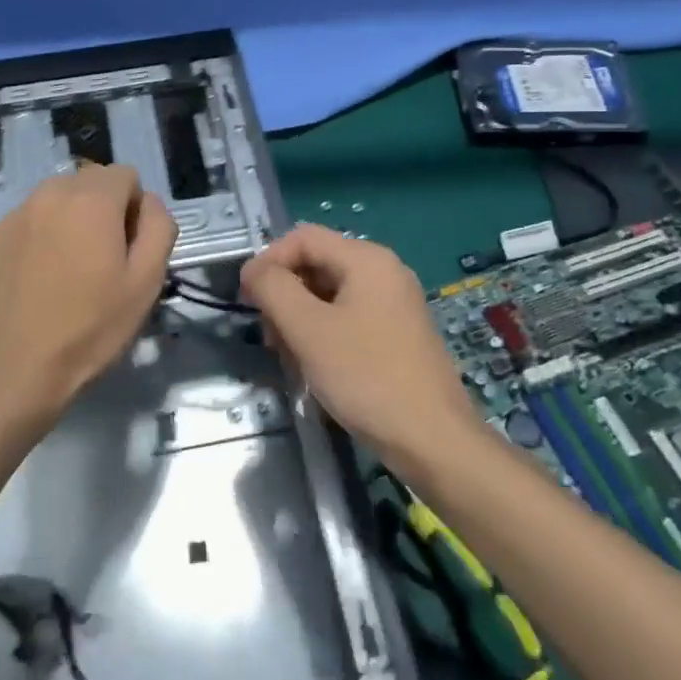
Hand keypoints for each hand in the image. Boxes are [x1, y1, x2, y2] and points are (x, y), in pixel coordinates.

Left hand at [0, 163, 177, 418]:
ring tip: (70, 267)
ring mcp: (16, 212)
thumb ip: (158, 226)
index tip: (129, 248)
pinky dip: (41, 234)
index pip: (126, 175)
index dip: (136, 209)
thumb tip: (148, 203)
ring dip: (71, 218)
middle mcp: (50, 192)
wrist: (20, 366)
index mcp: (92, 199)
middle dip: (103, 209)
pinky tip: (40, 275)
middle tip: (102, 259)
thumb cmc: (93, 326)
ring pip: (58, 198)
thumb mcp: (147, 280)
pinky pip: (30, 219)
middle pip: (91, 182)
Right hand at [240, 225, 476, 460]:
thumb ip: (274, 289)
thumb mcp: (308, 330)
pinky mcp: (396, 334)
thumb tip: (254, 270)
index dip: (268, 262)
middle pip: (315, 265)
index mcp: (367, 259)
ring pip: (328, 295)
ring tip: (290, 359)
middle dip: (284, 296)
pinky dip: (323, 335)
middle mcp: (384, 272)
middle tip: (270, 338)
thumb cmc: (367, 377)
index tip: (247, 300)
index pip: (302, 238)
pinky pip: (347, 318)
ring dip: (299, 320)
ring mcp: (393, 303)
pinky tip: (315, 368)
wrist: (433, 441)